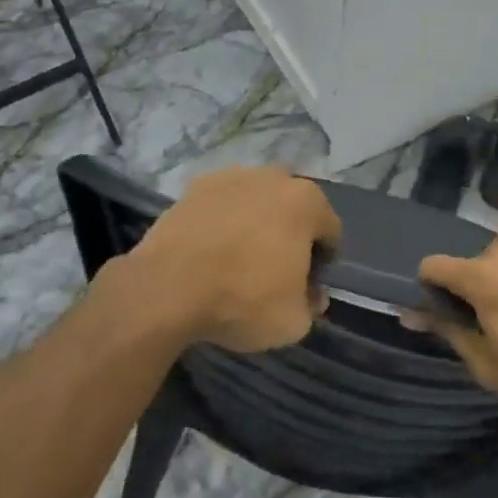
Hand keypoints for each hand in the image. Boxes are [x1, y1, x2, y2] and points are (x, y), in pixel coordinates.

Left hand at [126, 166, 340, 351]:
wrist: (167, 287)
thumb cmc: (244, 300)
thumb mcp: (293, 321)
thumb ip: (310, 305)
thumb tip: (311, 295)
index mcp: (306, 202)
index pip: (329, 231)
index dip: (323, 261)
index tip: (308, 286)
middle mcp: (272, 177)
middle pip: (292, 208)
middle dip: (289, 233)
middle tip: (275, 270)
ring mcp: (229, 177)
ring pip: (254, 201)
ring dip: (254, 223)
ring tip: (238, 260)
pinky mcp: (193, 187)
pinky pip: (220, 206)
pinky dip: (221, 222)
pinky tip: (210, 252)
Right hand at [416, 233, 497, 415]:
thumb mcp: (489, 364)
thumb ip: (447, 331)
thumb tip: (410, 312)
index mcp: (481, 274)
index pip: (431, 264)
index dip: (427, 291)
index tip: (443, 319)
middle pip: (466, 264)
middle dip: (466, 292)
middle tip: (486, 330)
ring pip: (496, 264)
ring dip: (494, 287)